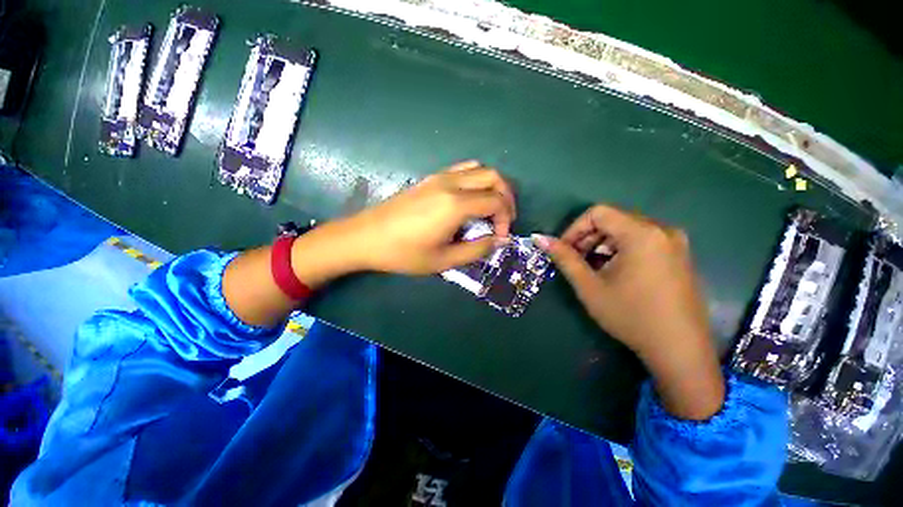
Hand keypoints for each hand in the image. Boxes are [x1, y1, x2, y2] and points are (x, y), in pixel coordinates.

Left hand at [335, 160, 515, 274]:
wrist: (366, 237)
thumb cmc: (404, 253)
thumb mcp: (443, 260)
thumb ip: (476, 249)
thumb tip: (497, 240)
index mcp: (455, 204)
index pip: (496, 201)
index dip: (505, 219)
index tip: (500, 237)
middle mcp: (451, 183)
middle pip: (493, 176)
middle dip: (507, 196)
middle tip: (504, 219)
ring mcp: (439, 177)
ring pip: (479, 168)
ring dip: (492, 185)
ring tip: (492, 207)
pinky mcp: (430, 179)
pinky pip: (462, 170)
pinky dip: (476, 180)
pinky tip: (471, 200)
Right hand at [533, 205, 723, 419]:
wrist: (680, 350)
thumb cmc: (630, 316)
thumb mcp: (589, 286)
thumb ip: (564, 258)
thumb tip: (539, 238)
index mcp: (642, 233)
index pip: (598, 213)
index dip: (574, 229)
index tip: (564, 250)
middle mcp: (662, 230)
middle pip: (613, 220)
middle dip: (588, 238)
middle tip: (575, 261)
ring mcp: (675, 243)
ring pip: (627, 230)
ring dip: (603, 245)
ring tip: (593, 269)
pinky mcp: (680, 256)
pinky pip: (643, 241)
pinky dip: (621, 250)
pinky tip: (615, 273)